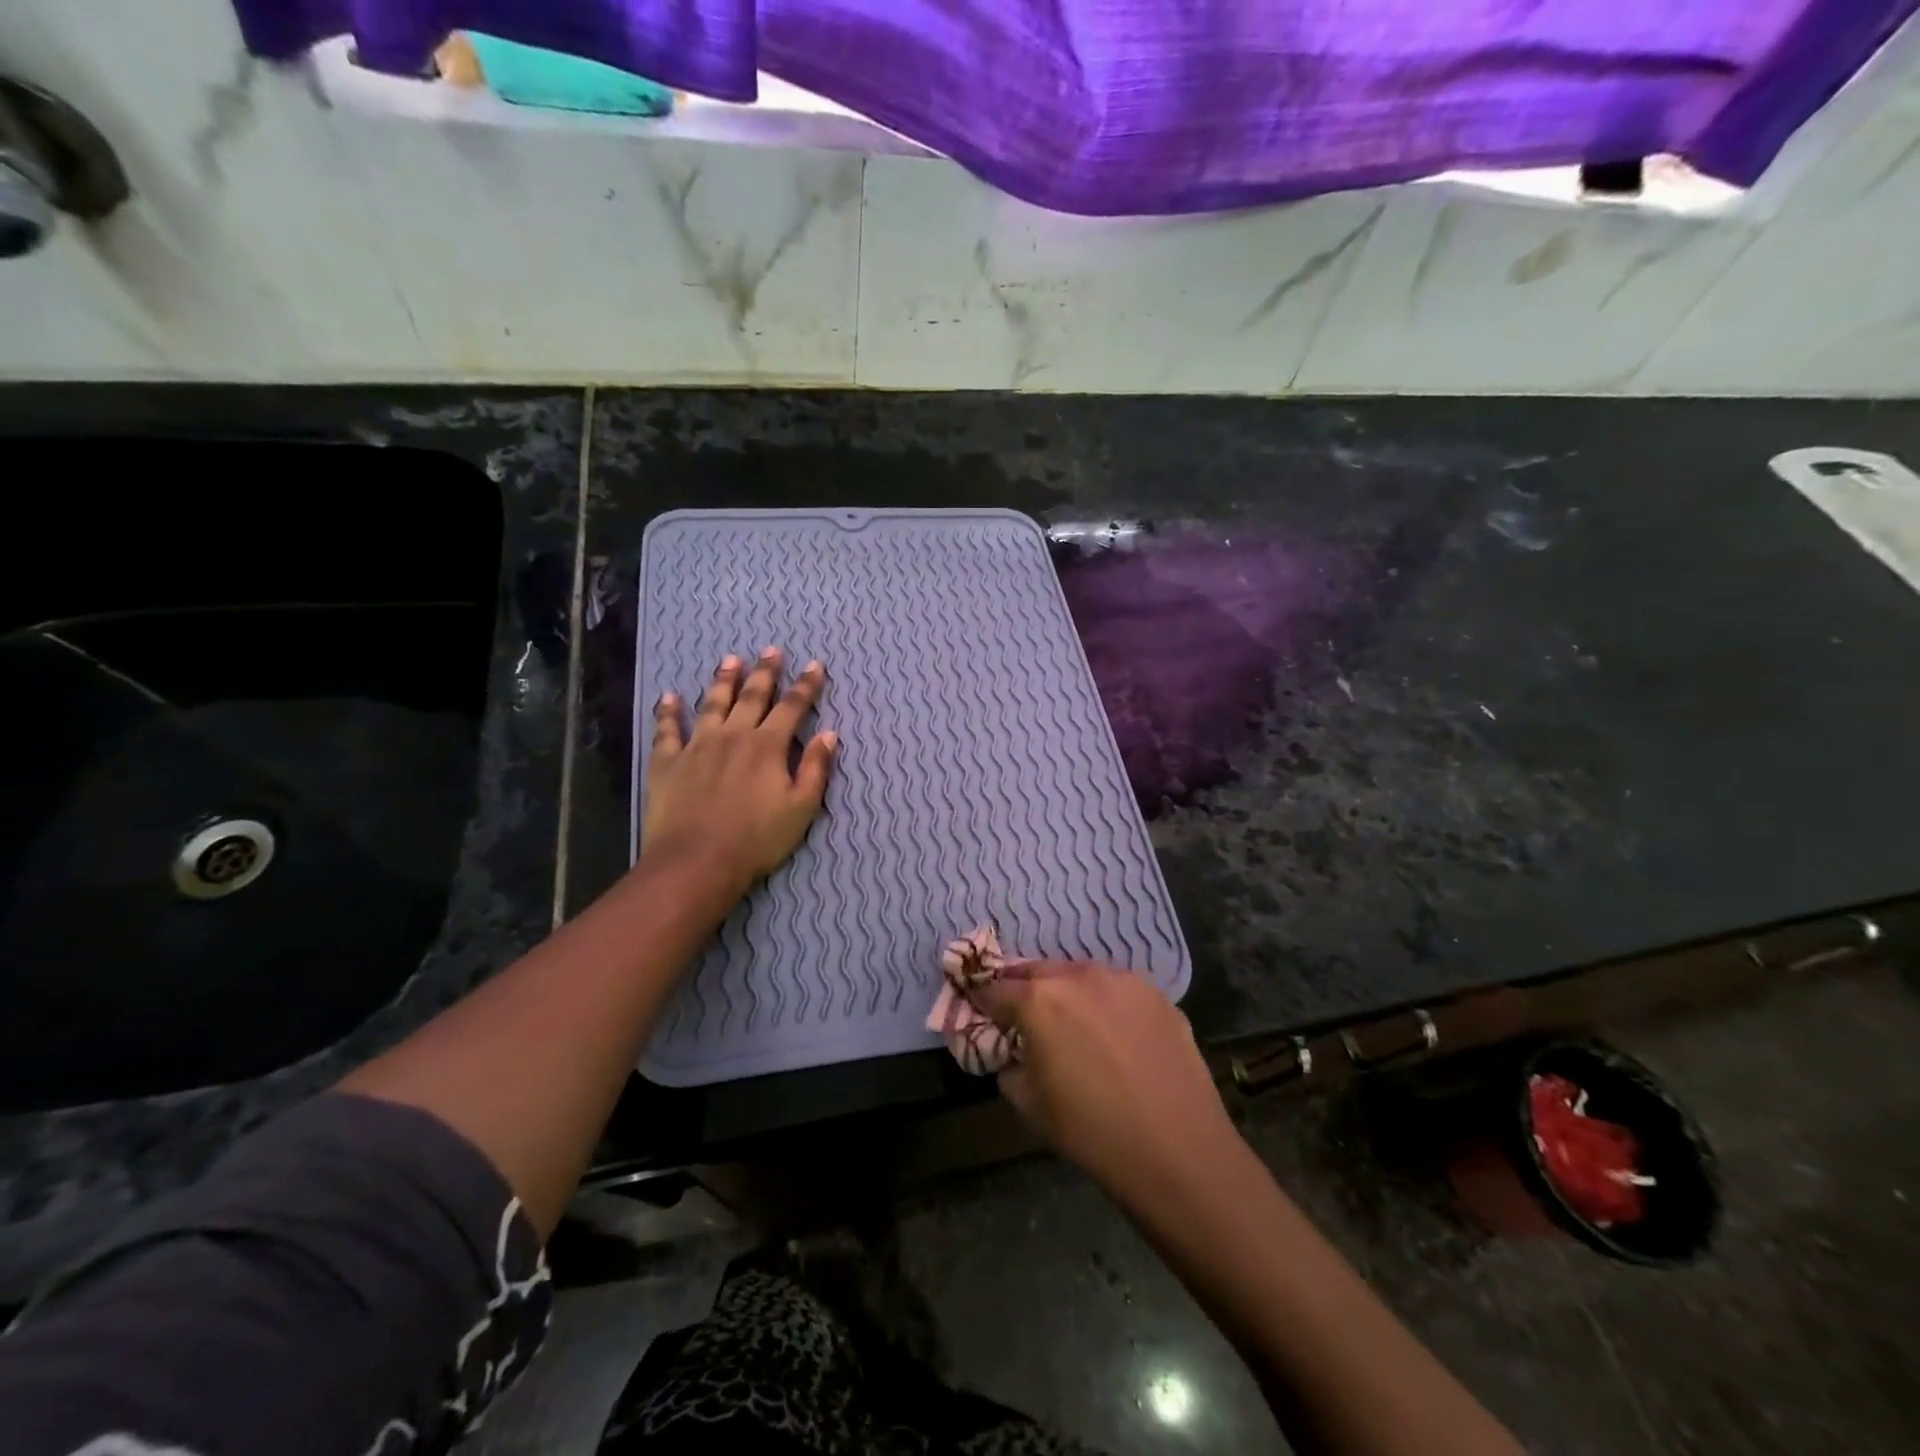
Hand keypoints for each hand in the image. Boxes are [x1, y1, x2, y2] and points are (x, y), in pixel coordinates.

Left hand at [641, 648, 836, 896]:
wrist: (697, 862)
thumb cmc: (757, 839)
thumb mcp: (801, 808)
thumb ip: (816, 769)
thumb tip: (829, 734)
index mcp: (768, 746)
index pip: (792, 707)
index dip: (806, 686)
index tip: (815, 665)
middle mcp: (733, 736)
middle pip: (752, 696)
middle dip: (765, 672)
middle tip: (771, 650)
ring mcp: (697, 746)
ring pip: (712, 704)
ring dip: (723, 680)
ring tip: (731, 660)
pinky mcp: (668, 762)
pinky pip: (668, 730)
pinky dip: (668, 712)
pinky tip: (669, 697)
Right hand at [966, 961, 1238, 1203]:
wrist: (1177, 1149)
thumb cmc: (1091, 1131)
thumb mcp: (1029, 1105)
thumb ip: (1010, 1067)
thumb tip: (1013, 1054)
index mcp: (1038, 1000)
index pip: (995, 989)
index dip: (983, 1000)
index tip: (979, 1011)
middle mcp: (1078, 976)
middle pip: (1036, 971)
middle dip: (1024, 989)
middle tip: (1024, 1015)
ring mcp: (1122, 980)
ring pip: (1080, 975)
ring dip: (1068, 992)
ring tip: (1074, 1024)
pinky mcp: (1156, 993)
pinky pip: (1118, 990)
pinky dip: (1107, 1004)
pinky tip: (1117, 1037)